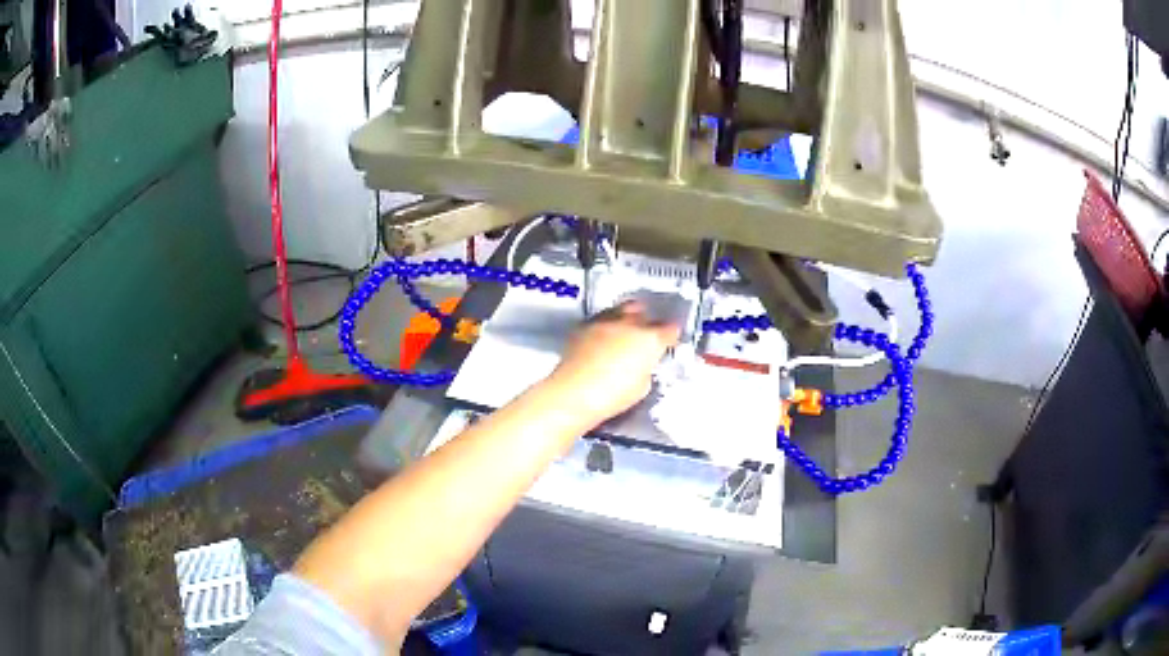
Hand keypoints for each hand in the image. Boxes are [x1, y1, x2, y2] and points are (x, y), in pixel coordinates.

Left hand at [547, 301, 680, 423]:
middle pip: (644, 312)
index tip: (669, 342)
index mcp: (650, 339)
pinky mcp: (584, 326)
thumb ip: (646, 368)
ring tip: (624, 330)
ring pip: (620, 309)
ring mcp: (605, 321)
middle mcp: (629, 323)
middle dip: (647, 321)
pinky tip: (604, 337)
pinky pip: (601, 318)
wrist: (574, 392)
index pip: (669, 329)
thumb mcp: (642, 387)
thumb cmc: (612, 395)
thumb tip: (642, 364)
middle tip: (646, 334)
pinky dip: (606, 325)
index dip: (671, 336)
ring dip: (625, 318)